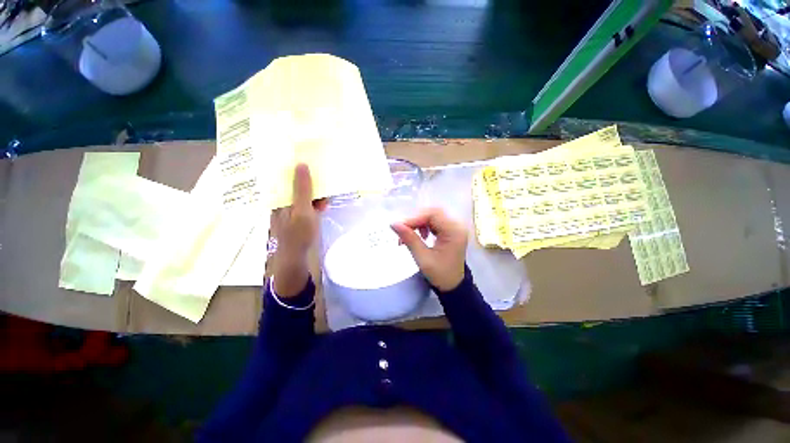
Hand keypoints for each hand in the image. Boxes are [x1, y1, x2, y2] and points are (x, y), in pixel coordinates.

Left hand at [271, 163, 326, 296]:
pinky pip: (305, 205)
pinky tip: (323, 206)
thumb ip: (303, 189)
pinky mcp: (297, 218)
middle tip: (323, 176)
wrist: (296, 258)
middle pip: (294, 185)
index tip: (310, 161)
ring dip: (314, 193)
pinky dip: (314, 204)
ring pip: (301, 196)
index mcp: (278, 197)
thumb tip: (301, 164)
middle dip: (309, 181)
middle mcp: (280, 202)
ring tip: (326, 193)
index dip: (297, 168)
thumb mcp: (302, 210)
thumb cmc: (298, 234)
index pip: (285, 176)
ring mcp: (288, 211)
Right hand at [391, 207, 467, 291]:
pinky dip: (424, 226)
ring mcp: (454, 227)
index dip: (415, 218)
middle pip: (433, 213)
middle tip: (403, 230)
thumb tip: (394, 224)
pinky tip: (420, 235)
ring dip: (419, 222)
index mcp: (454, 231)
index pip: (433, 214)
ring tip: (409, 235)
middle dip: (416, 220)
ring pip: (433, 216)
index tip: (400, 227)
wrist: (453, 286)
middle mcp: (457, 225)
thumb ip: (409, 239)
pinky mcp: (450, 231)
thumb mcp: (423, 258)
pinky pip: (435, 222)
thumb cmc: (440, 274)